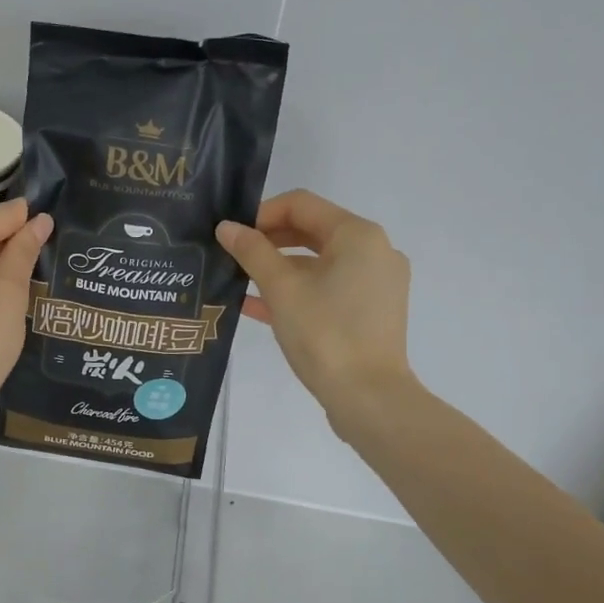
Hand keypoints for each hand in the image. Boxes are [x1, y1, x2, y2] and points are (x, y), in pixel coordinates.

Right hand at [216, 189, 414, 427]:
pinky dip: (297, 291)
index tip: (231, 236)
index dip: (261, 214)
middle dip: (269, 241)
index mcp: (358, 235)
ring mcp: (376, 283)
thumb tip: (226, 228)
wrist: (368, 398)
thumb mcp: (281, 289)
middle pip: (312, 231)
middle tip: (232, 256)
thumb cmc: (324, 334)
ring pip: (319, 262)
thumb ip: (252, 252)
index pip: (301, 205)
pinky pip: (329, 288)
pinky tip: (258, 306)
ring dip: (279, 268)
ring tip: (239, 282)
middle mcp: (374, 251)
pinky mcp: (372, 311)